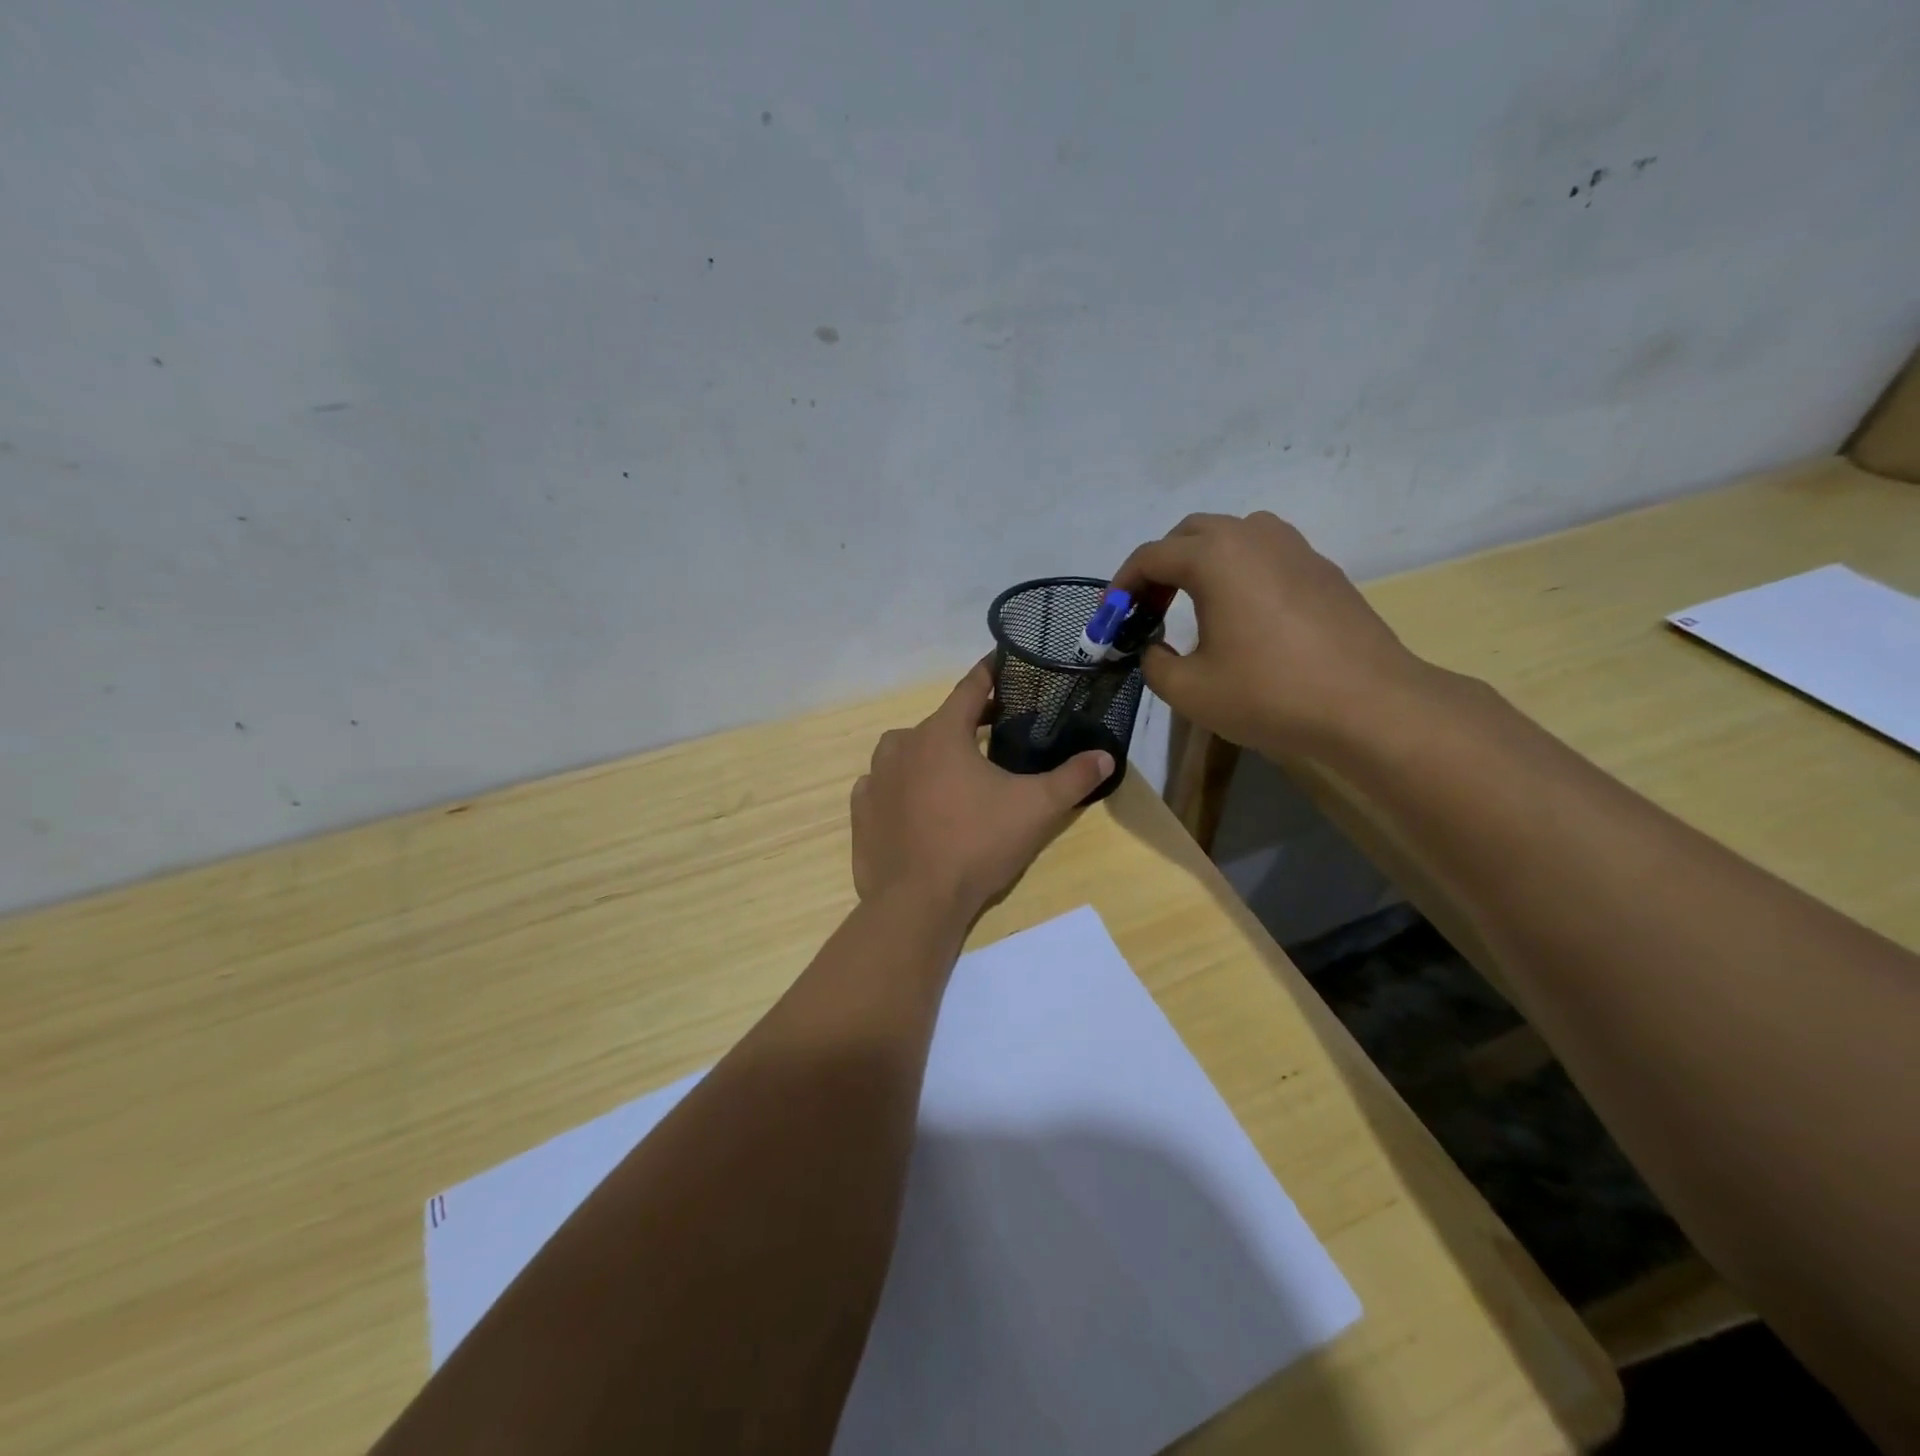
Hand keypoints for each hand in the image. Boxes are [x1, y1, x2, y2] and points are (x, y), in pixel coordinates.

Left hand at [850, 662, 1113, 916]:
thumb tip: (1106, 756)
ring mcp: (875, 777)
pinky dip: (901, 787)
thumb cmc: (977, 844)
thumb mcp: (1035, 809)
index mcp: (941, 733)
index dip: (990, 673)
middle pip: (940, 722)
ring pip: (906, 751)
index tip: (1002, 664)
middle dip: (966, 723)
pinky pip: (883, 785)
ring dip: (929, 754)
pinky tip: (917, 805)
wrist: (916, 902)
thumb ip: (1073, 779)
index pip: (970, 687)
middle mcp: (902, 744)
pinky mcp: (861, 811)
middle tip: (994, 732)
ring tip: (954, 773)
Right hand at [1111, 512, 1427, 754]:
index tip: (1110, 618)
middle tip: (1147, 611)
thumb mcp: (1189, 690)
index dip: (1121, 586)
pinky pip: (1266, 553)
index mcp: (1215, 557)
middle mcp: (1254, 537)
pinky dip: (1238, 571)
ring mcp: (1295, 548)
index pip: (1151, 556)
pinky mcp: (1323, 569)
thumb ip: (1154, 663)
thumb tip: (1156, 649)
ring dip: (1201, 561)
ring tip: (1193, 604)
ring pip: (1232, 535)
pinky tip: (1242, 615)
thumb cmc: (1270, 694)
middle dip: (1159, 568)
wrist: (1369, 705)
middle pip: (1189, 534)